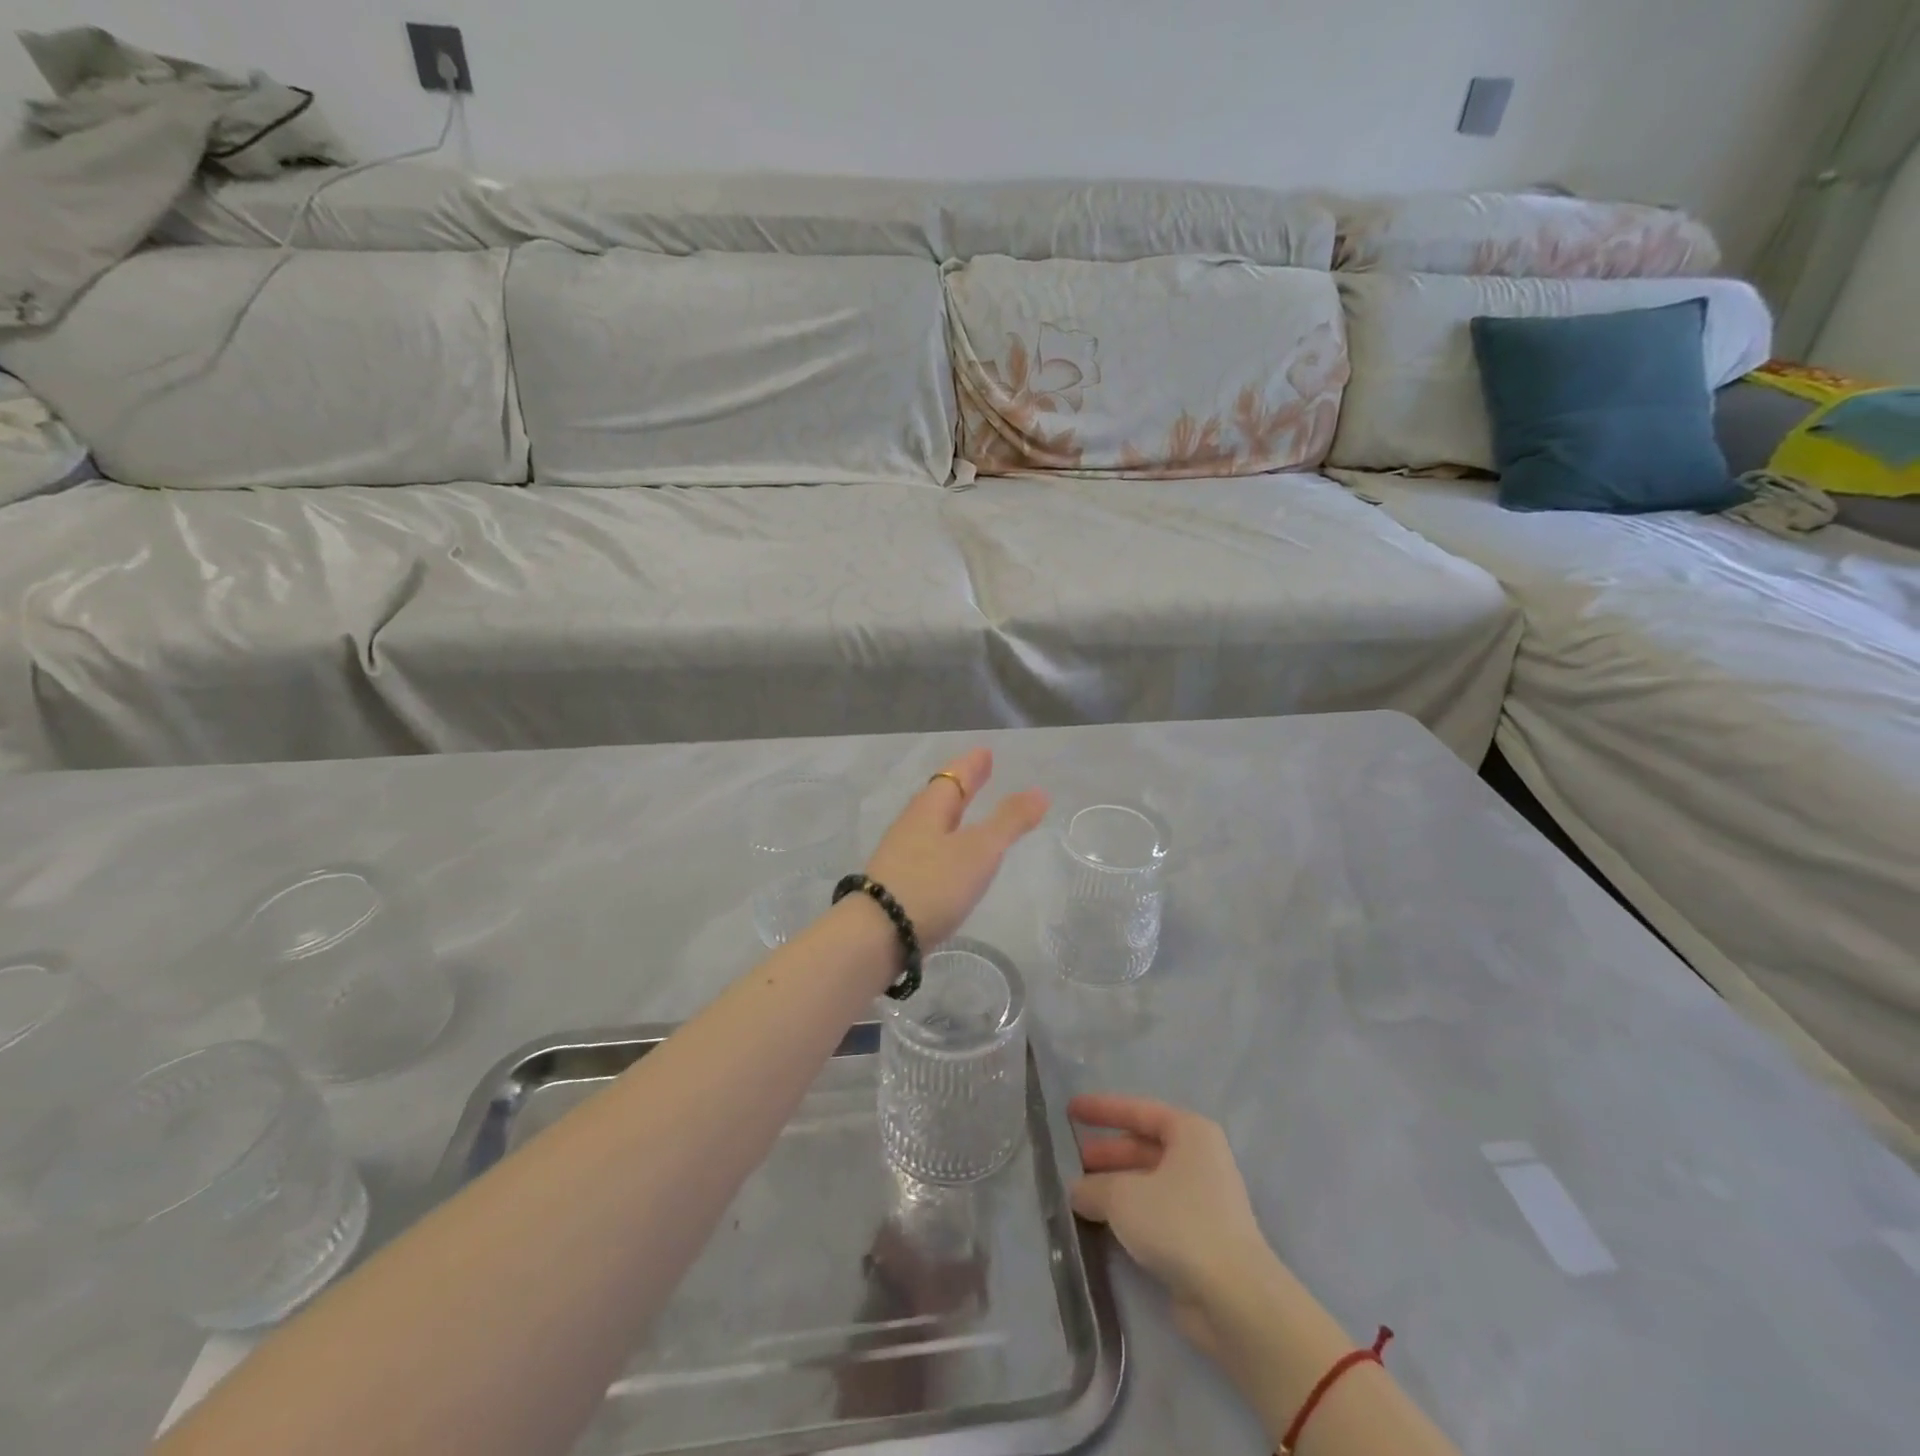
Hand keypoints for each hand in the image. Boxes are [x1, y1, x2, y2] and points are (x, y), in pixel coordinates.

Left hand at [862, 748, 1048, 947]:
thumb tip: (1039, 791)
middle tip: (980, 772)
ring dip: (952, 814)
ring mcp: (901, 854)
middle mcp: (912, 825)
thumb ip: (1009, 822)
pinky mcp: (899, 883)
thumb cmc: (932, 884)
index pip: (953, 777)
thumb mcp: (979, 851)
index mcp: (930, 809)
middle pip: (940, 797)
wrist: (878, 934)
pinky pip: (928, 850)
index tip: (985, 752)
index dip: (972, 765)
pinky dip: (946, 842)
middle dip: (962, 785)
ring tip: (968, 812)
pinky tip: (951, 858)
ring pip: (932, 824)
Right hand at [1070, 1095, 1270, 1354]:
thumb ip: (1094, 1187)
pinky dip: (1129, 1215)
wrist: (1234, 1299)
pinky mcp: (1201, 1240)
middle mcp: (1200, 1160)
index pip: (1139, 1110)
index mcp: (1191, 1133)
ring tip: (1078, 1195)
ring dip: (1115, 1187)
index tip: (1070, 1110)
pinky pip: (1156, 1214)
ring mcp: (1203, 1201)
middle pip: (1144, 1147)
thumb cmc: (1179, 1224)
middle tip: (1072, 1160)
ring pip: (1148, 1182)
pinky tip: (1101, 1224)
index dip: (1102, 1109)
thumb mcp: (1123, 1196)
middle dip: (1107, 1153)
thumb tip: (1076, 1191)